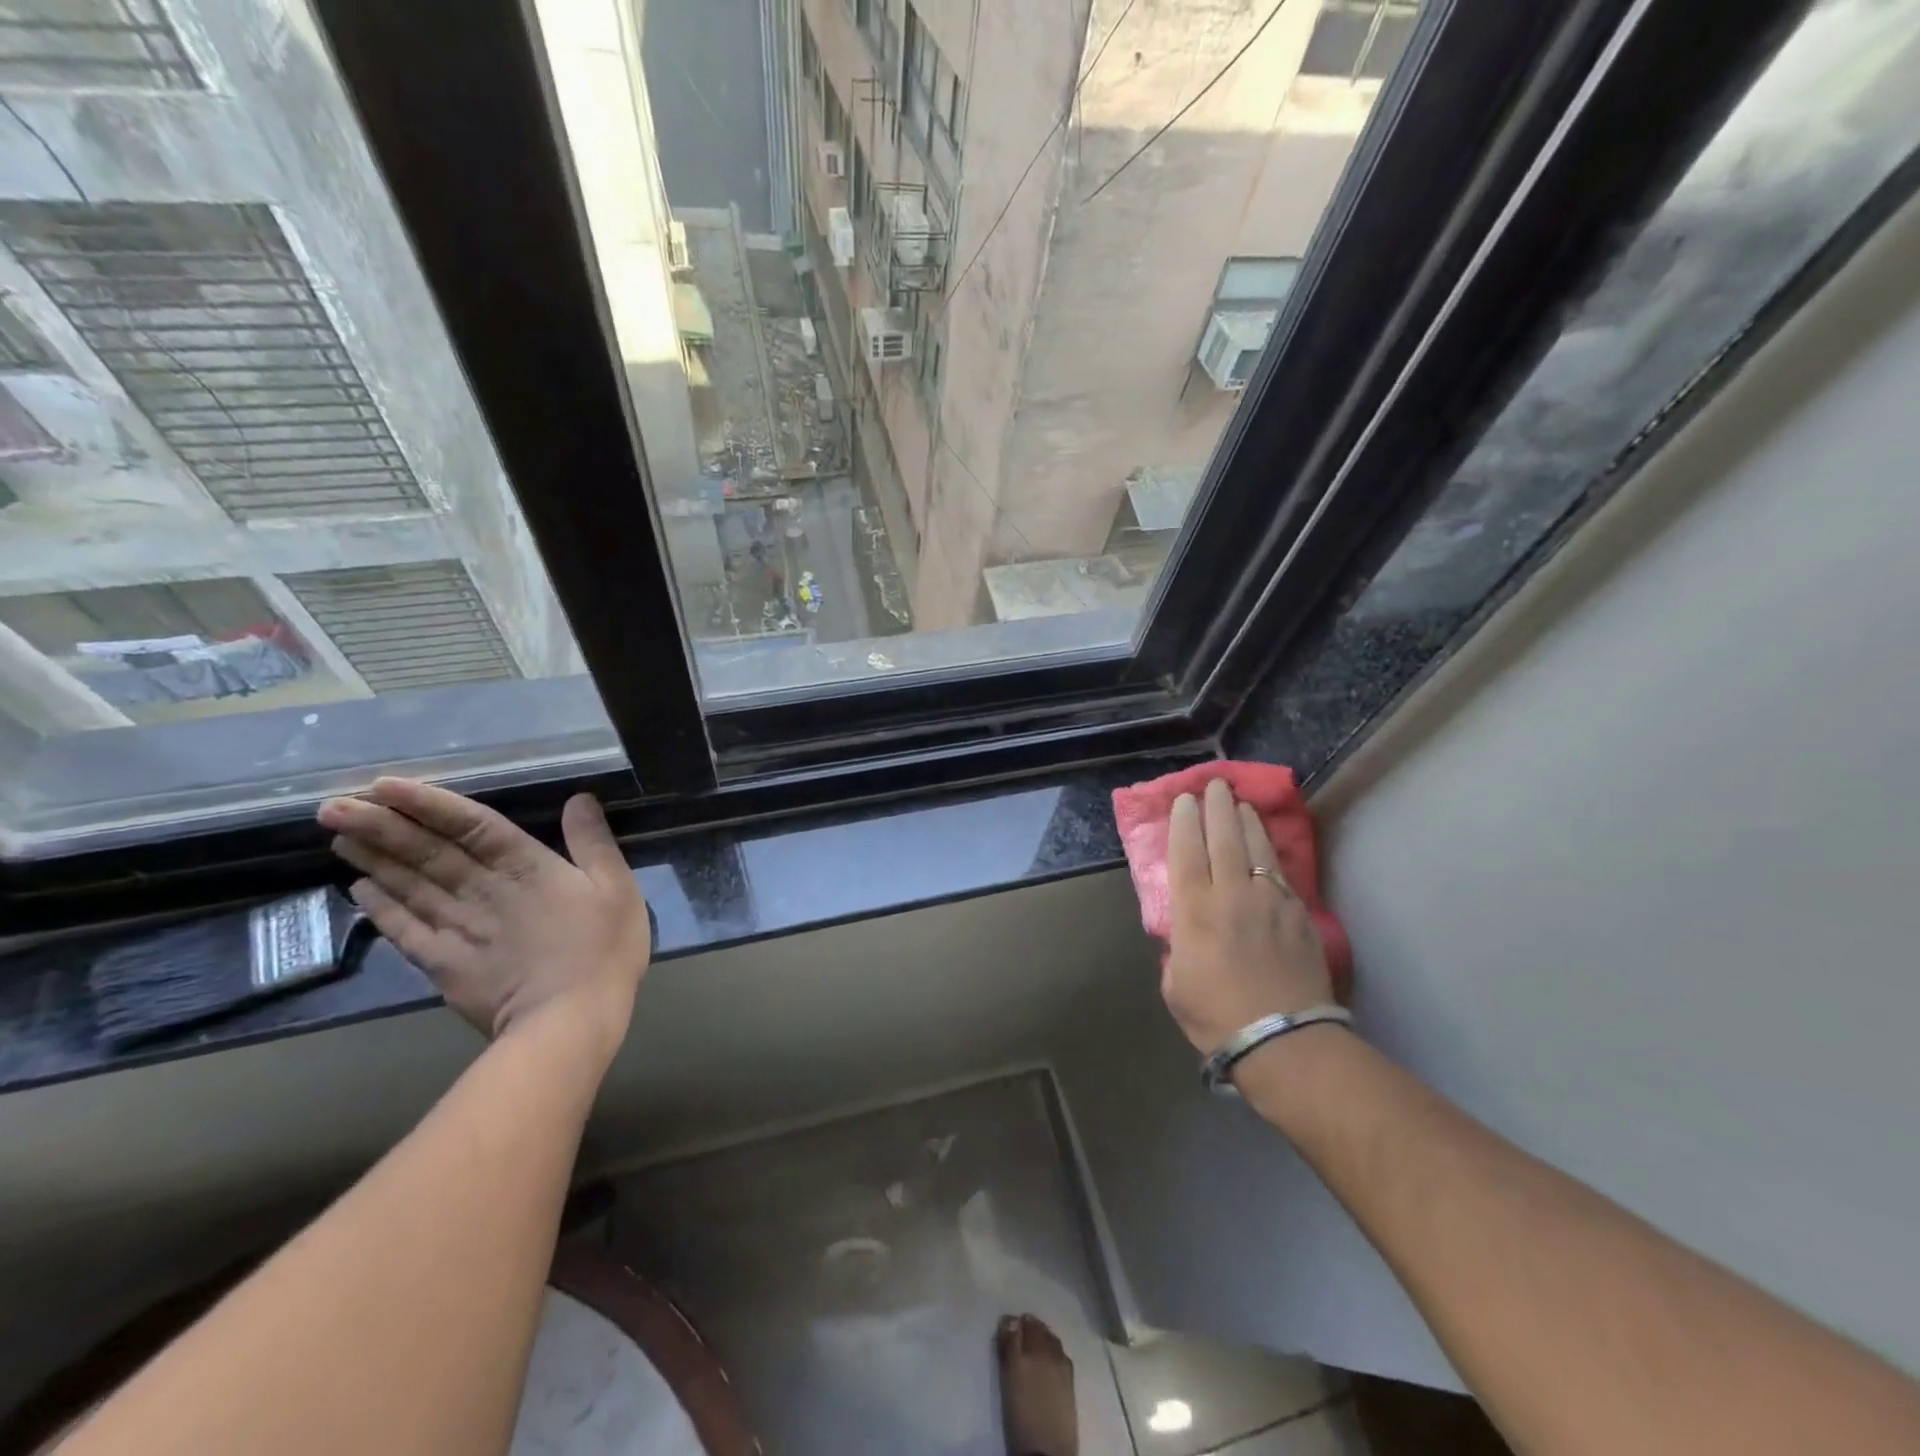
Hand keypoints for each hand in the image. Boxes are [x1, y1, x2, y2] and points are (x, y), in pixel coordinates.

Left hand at [318, 779, 650, 1061]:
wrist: (569, 1019)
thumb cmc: (602, 949)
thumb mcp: (616, 888)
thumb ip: (594, 842)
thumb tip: (579, 799)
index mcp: (526, 867)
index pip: (471, 825)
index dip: (428, 804)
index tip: (385, 785)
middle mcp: (483, 890)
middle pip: (427, 853)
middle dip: (380, 826)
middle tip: (333, 805)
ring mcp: (458, 929)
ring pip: (408, 886)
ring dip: (373, 860)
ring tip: (339, 835)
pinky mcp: (444, 965)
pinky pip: (404, 930)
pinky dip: (380, 909)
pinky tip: (359, 891)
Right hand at [1163, 777, 1334, 1055]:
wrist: (1284, 1040)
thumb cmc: (1217, 1016)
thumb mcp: (1176, 985)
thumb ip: (1177, 950)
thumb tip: (1185, 934)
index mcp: (1194, 911)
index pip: (1186, 853)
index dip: (1183, 823)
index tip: (1183, 801)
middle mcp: (1231, 895)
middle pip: (1222, 838)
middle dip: (1216, 807)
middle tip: (1213, 784)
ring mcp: (1269, 900)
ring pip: (1255, 847)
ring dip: (1246, 820)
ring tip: (1240, 802)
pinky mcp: (1298, 913)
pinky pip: (1280, 871)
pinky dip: (1269, 851)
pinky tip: (1266, 844)